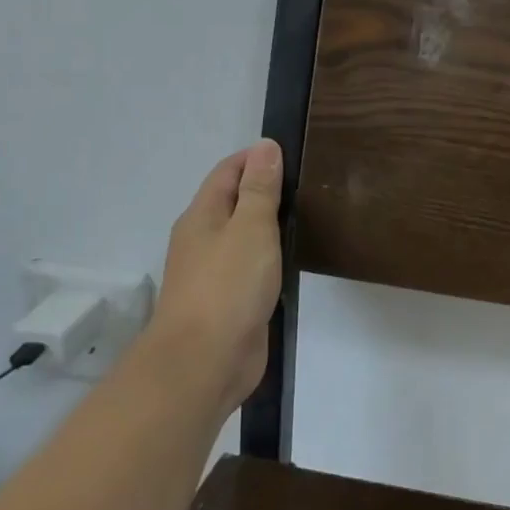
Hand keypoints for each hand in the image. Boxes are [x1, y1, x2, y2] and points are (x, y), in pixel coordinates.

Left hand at [155, 140, 284, 412]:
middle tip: (308, 186)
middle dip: (264, 190)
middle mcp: (202, 240)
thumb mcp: (251, 227)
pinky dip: (268, 257)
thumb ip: (260, 188)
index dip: (256, 158)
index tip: (294, 155)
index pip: (227, 172)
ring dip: (267, 225)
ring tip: (306, 218)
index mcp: (201, 216)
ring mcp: (212, 274)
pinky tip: (290, 260)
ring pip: (242, 237)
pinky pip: (249, 267)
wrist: (203, 363)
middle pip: (232, 202)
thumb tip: (265, 146)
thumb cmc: (228, 286)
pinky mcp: (228, 303)